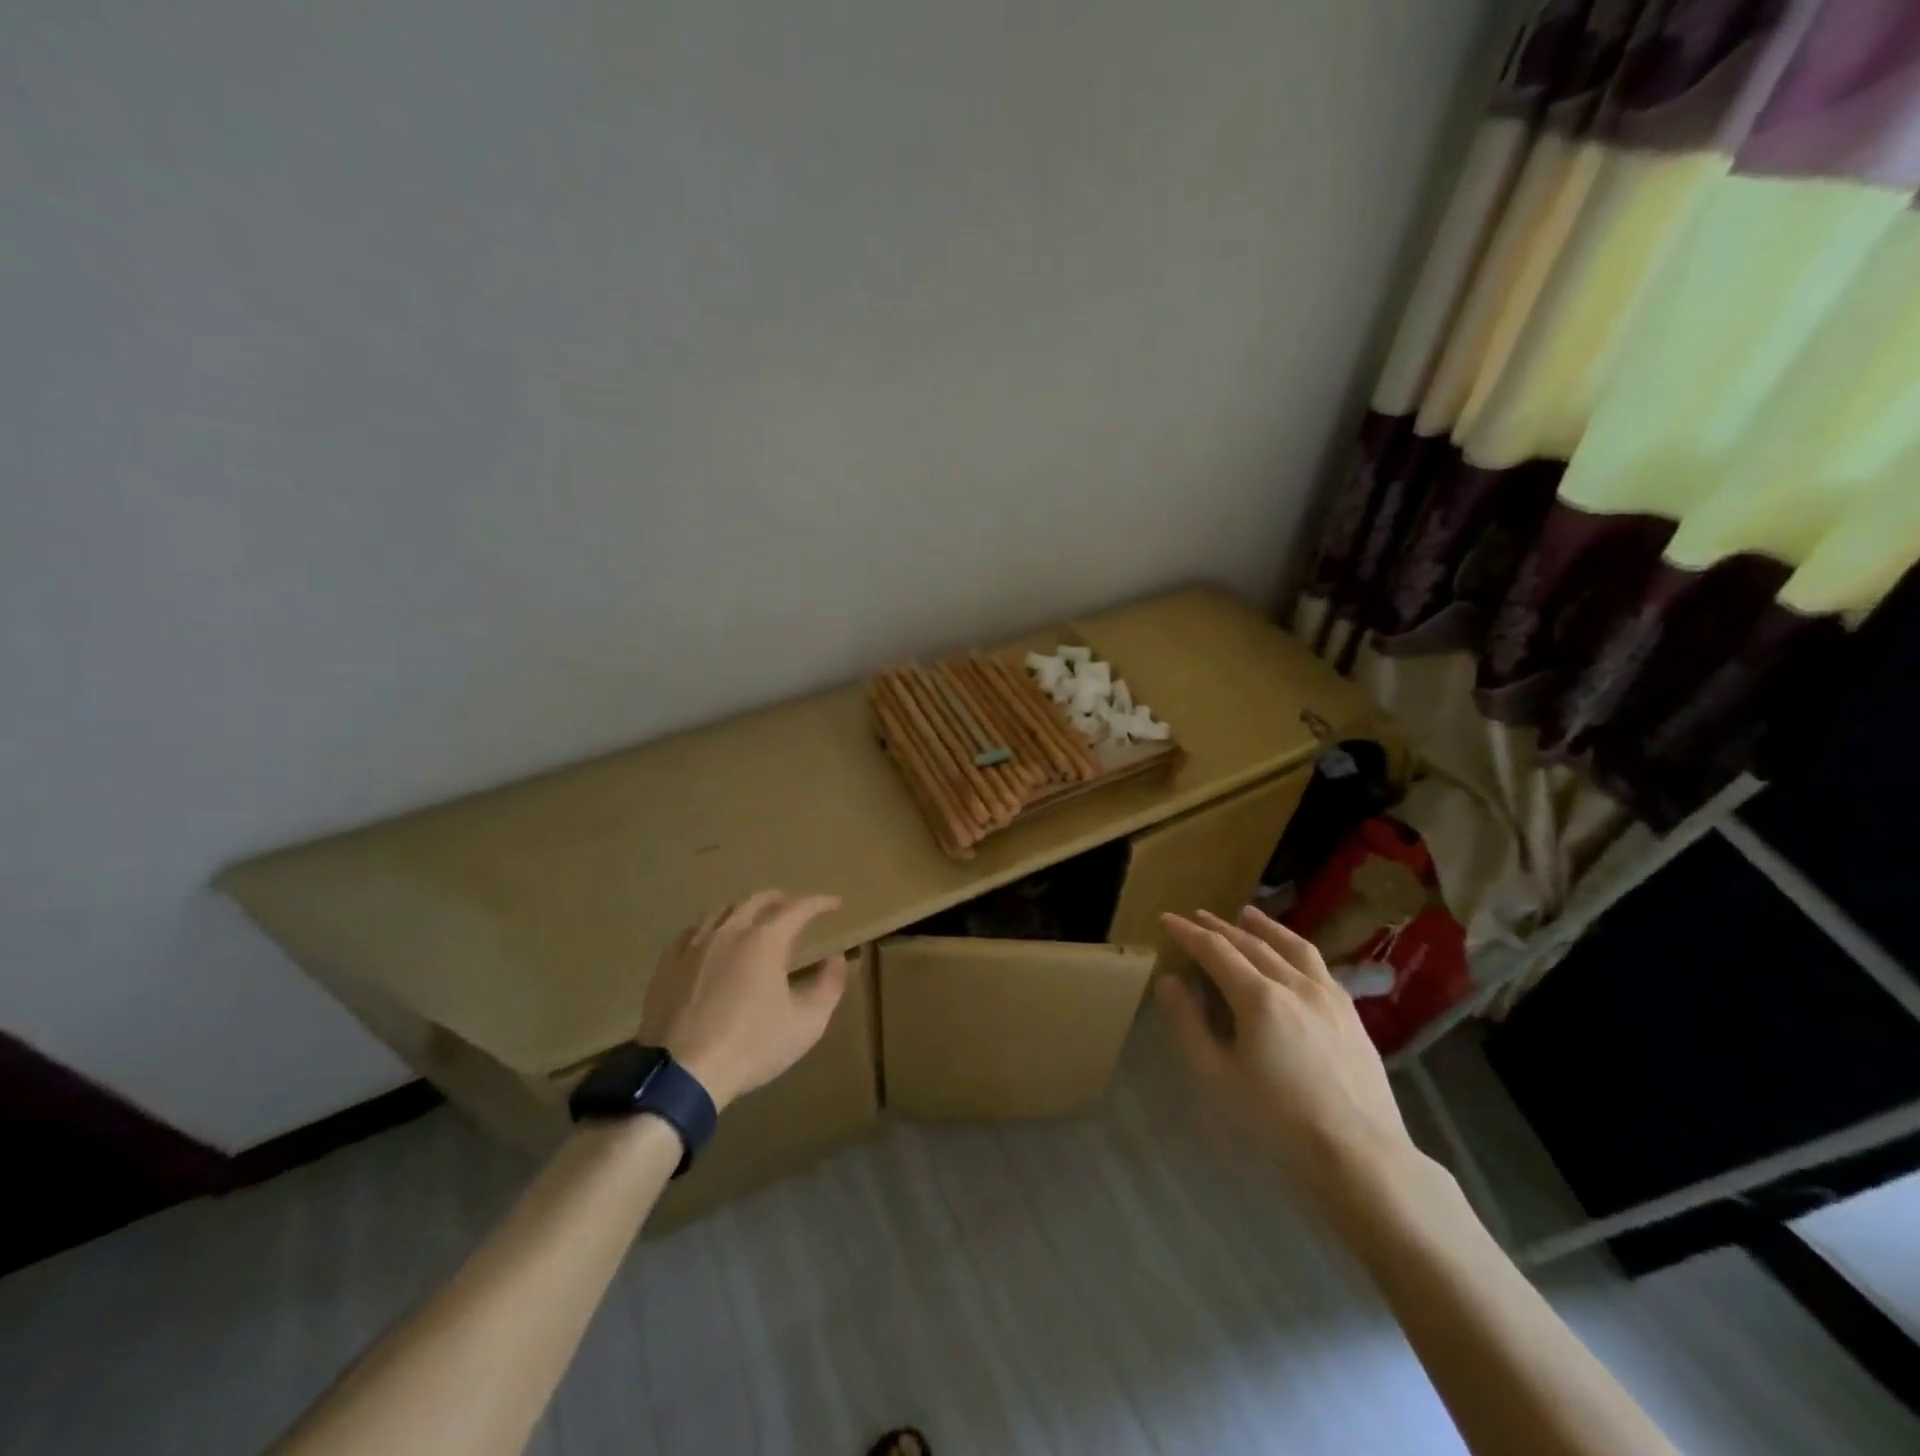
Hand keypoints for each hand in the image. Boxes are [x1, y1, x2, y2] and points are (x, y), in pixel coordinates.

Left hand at [639, 891, 850, 1110]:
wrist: (681, 1074)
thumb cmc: (750, 1046)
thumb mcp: (806, 1023)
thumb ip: (829, 986)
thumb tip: (836, 959)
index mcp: (765, 940)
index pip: (798, 908)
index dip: (820, 903)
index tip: (835, 903)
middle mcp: (729, 931)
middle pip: (757, 900)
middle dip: (781, 899)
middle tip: (795, 906)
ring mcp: (694, 945)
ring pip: (723, 911)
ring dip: (746, 910)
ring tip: (755, 920)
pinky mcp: (667, 964)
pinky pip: (694, 931)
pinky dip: (713, 927)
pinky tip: (712, 940)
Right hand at [1156, 906, 1416, 1202]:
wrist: (1361, 1158)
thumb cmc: (1277, 1122)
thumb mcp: (1217, 1077)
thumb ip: (1189, 1024)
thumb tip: (1170, 981)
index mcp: (1259, 998)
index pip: (1216, 951)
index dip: (1188, 933)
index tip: (1167, 919)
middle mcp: (1295, 985)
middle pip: (1252, 944)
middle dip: (1220, 927)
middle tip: (1198, 916)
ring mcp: (1329, 998)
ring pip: (1292, 947)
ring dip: (1264, 928)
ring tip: (1248, 914)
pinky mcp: (1352, 1016)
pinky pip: (1320, 967)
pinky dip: (1297, 950)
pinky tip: (1294, 957)